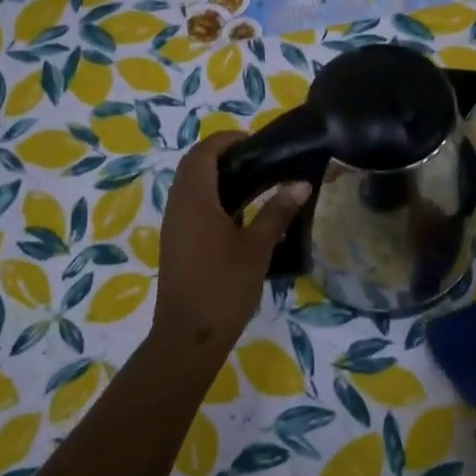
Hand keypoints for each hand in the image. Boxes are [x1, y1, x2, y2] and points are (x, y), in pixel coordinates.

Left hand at [150, 133, 309, 360]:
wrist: (189, 335)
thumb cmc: (224, 285)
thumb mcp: (257, 247)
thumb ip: (277, 212)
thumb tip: (300, 184)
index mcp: (195, 198)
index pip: (204, 152)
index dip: (226, 140)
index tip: (255, 141)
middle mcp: (178, 206)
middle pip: (194, 167)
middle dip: (222, 156)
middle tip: (258, 161)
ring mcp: (174, 226)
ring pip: (190, 188)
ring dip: (216, 178)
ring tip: (255, 184)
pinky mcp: (176, 244)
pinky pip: (191, 207)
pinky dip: (212, 200)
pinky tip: (240, 216)